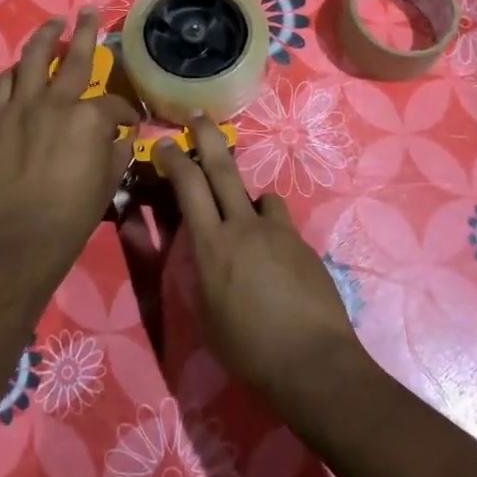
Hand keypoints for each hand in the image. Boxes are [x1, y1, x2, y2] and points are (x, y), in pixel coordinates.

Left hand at [0, 8, 136, 280]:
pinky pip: (4, 84)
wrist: (22, 237)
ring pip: (32, 58)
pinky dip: (15, 73)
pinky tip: (21, 69)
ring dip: (45, 37)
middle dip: (85, 31)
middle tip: (89, 12)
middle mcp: (56, 101)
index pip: (115, 104)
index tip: (128, 122)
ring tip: (53, 25)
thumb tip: (119, 135)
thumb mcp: (109, 180)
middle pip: (74, 57)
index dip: (126, 113)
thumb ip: (116, 148)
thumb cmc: (74, 213)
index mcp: (90, 117)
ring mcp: (21, 107)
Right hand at [155, 117, 367, 404]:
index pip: (188, 187)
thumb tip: (199, 253)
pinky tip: (275, 259)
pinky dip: (271, 229)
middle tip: (197, 115)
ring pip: (257, 195)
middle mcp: (242, 227)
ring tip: (247, 224)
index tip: (164, 143)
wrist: (312, 361)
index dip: (174, 159)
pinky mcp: (301, 243)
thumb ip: (200, 275)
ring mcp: (276, 231)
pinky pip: (279, 222)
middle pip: (222, 169)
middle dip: (206, 137)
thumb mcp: (207, 315)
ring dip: (246, 199)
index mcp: (211, 245)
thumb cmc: (248, 349)